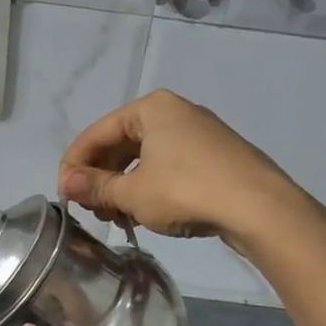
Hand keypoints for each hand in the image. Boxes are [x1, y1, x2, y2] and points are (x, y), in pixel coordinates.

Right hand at [58, 89, 318, 251]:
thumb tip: (66, 184)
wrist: (261, 208)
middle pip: (120, 143)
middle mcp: (174, 112)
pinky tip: (143, 212)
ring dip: (122, 186)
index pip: (96, 133)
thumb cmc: (187, 191)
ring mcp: (198, 133)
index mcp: (150, 108)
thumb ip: (95, 186)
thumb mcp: (132, 193)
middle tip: (91, 209)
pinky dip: (147, 186)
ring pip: (143, 157)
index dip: (74, 165)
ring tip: (116, 217)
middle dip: (100, 177)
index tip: (64, 195)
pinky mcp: (214, 156)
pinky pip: (167, 166)